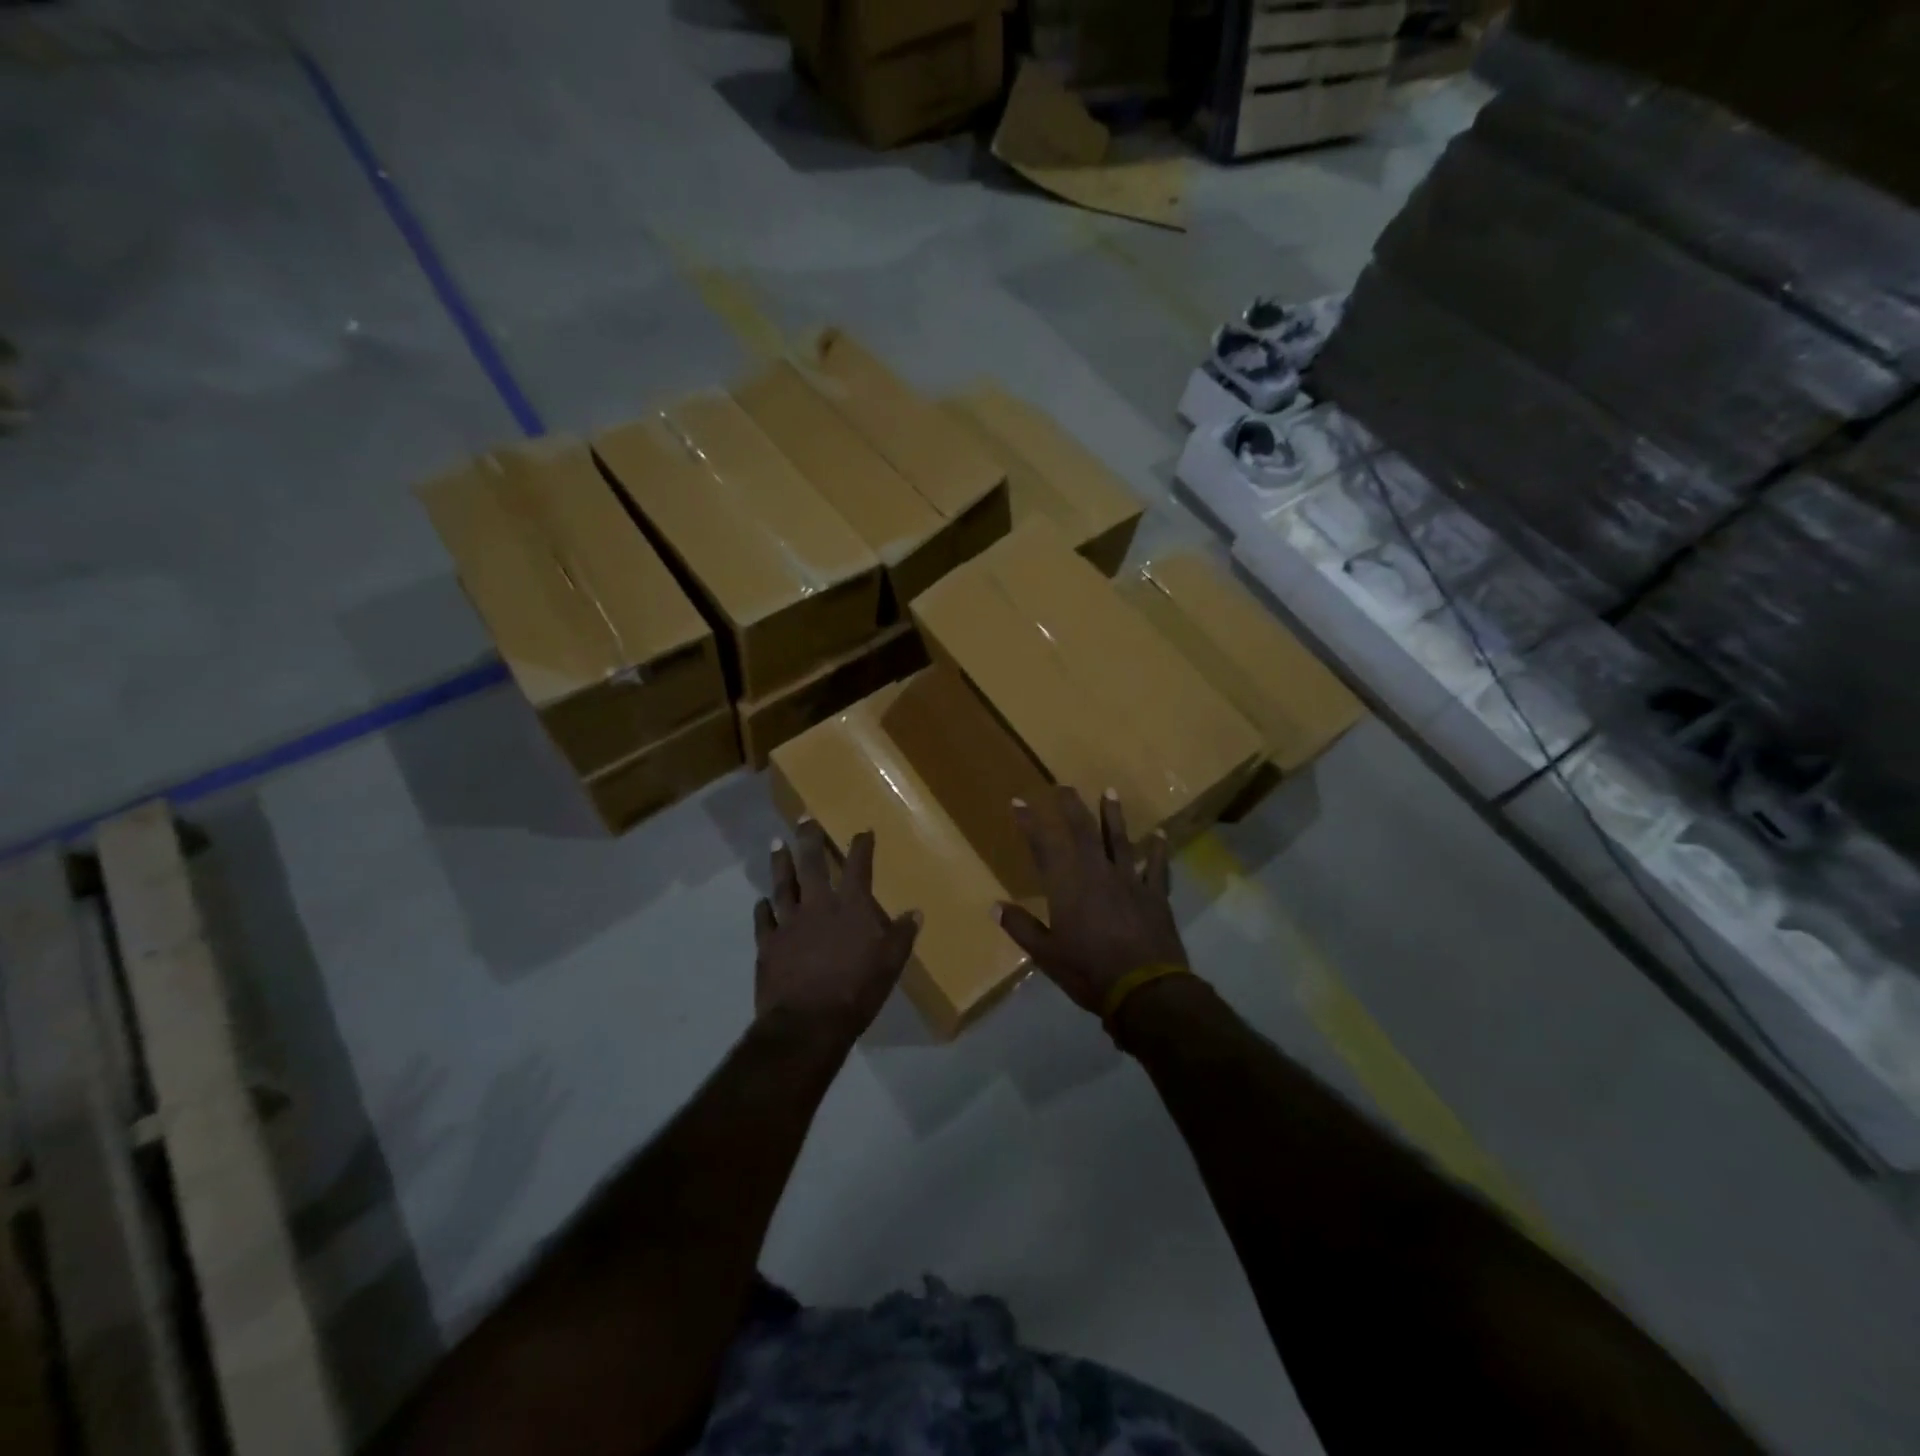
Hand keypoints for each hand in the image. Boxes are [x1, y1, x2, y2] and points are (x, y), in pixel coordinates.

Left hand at [754, 819, 920, 1043]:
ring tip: (777, 844)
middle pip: (812, 865)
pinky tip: (761, 900)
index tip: (862, 831)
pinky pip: (763, 920)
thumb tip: (915, 912)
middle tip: (803, 820)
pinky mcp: (768, 945)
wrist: (808, 1022)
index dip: (861, 847)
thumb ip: (902, 936)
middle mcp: (818, 906)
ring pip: (783, 885)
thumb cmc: (856, 991)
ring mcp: (789, 923)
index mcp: (851, 908)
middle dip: (809, 840)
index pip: (857, 867)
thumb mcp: (890, 965)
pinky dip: (763, 908)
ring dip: (780, 863)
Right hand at [997, 787, 1187, 1018]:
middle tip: (1064, 786)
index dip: (1029, 822)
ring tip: (1109, 792)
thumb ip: (1021, 927)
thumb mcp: (1047, 955)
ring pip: (1120, 840)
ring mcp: (1130, 881)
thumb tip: (995, 906)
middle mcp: (1097, 873)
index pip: (1043, 846)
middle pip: (1083, 832)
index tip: (1018, 801)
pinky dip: (1158, 849)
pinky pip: (1157, 866)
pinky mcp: (1155, 895)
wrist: (1145, 990)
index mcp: (1067, 886)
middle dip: (1071, 807)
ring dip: (1113, 815)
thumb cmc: (1089, 972)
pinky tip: (1160, 835)